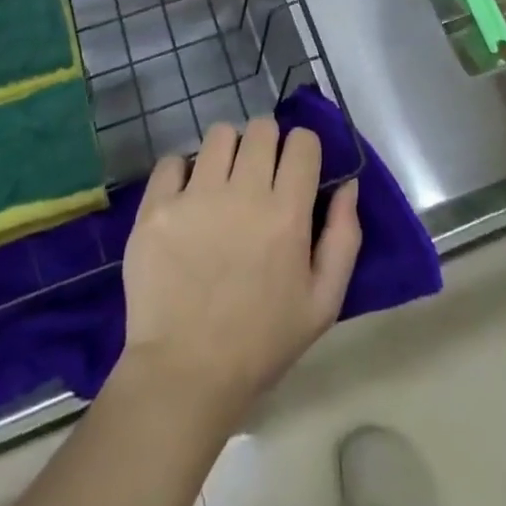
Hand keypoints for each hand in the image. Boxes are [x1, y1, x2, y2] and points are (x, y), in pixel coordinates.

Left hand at [117, 119, 360, 425]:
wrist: (184, 376)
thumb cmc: (260, 342)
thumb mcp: (322, 303)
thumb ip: (344, 238)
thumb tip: (348, 185)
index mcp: (286, 214)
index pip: (302, 141)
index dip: (302, 149)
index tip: (295, 169)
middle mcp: (243, 194)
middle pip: (261, 128)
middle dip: (266, 144)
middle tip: (258, 175)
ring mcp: (195, 197)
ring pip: (219, 134)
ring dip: (226, 152)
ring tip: (221, 183)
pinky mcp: (157, 208)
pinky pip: (172, 161)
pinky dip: (181, 172)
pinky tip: (186, 199)